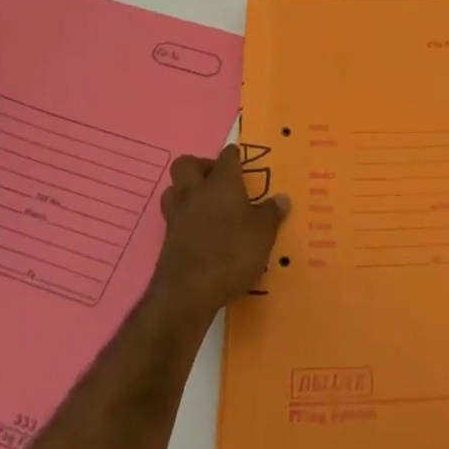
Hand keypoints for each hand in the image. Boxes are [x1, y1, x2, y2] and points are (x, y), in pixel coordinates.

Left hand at [149, 144, 287, 325]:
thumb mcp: (263, 235)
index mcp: (221, 183)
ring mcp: (177, 215)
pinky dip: (184, 217)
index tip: (241, 160)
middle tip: (219, 181)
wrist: (188, 293)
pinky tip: (199, 231)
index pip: (227, 156)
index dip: (234, 155)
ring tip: (205, 204)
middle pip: (187, 163)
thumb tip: (282, 198)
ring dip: (186, 190)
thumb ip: (272, 214)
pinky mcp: (167, 238)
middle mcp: (196, 192)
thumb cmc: (231, 254)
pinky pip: (172, 216)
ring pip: (173, 188)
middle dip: (201, 166)